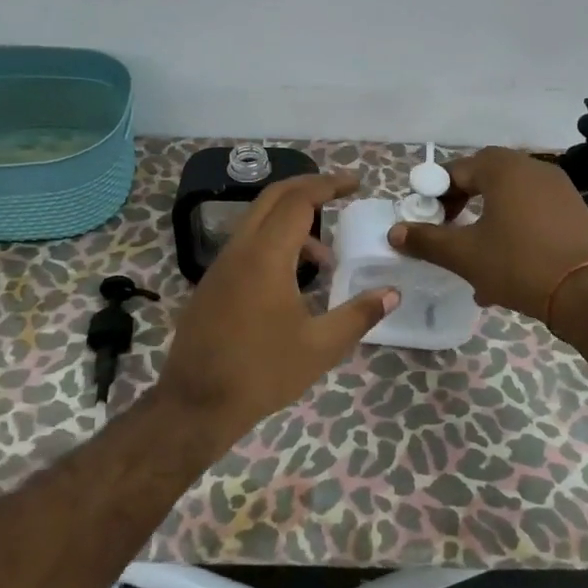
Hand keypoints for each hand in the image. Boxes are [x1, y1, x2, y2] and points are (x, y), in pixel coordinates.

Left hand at [156, 173, 398, 444]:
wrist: (196, 404)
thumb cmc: (262, 373)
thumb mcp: (320, 347)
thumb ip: (358, 314)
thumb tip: (392, 293)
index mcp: (266, 256)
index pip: (299, 200)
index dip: (329, 185)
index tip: (356, 184)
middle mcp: (240, 249)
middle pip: (274, 197)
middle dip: (309, 188)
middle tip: (341, 194)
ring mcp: (221, 265)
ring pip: (258, 220)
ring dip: (293, 222)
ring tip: (326, 260)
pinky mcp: (213, 282)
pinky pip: (247, 243)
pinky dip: (275, 242)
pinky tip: (294, 280)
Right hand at [389, 147, 587, 322]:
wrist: (587, 294)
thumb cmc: (519, 265)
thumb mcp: (465, 255)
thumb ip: (427, 240)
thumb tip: (394, 232)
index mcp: (503, 168)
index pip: (457, 170)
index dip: (435, 193)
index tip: (427, 220)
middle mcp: (532, 167)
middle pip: (485, 177)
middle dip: (462, 203)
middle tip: (448, 229)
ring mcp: (557, 187)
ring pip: (508, 196)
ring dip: (487, 218)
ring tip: (475, 254)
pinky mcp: (573, 209)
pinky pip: (532, 209)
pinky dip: (513, 226)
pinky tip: (507, 263)